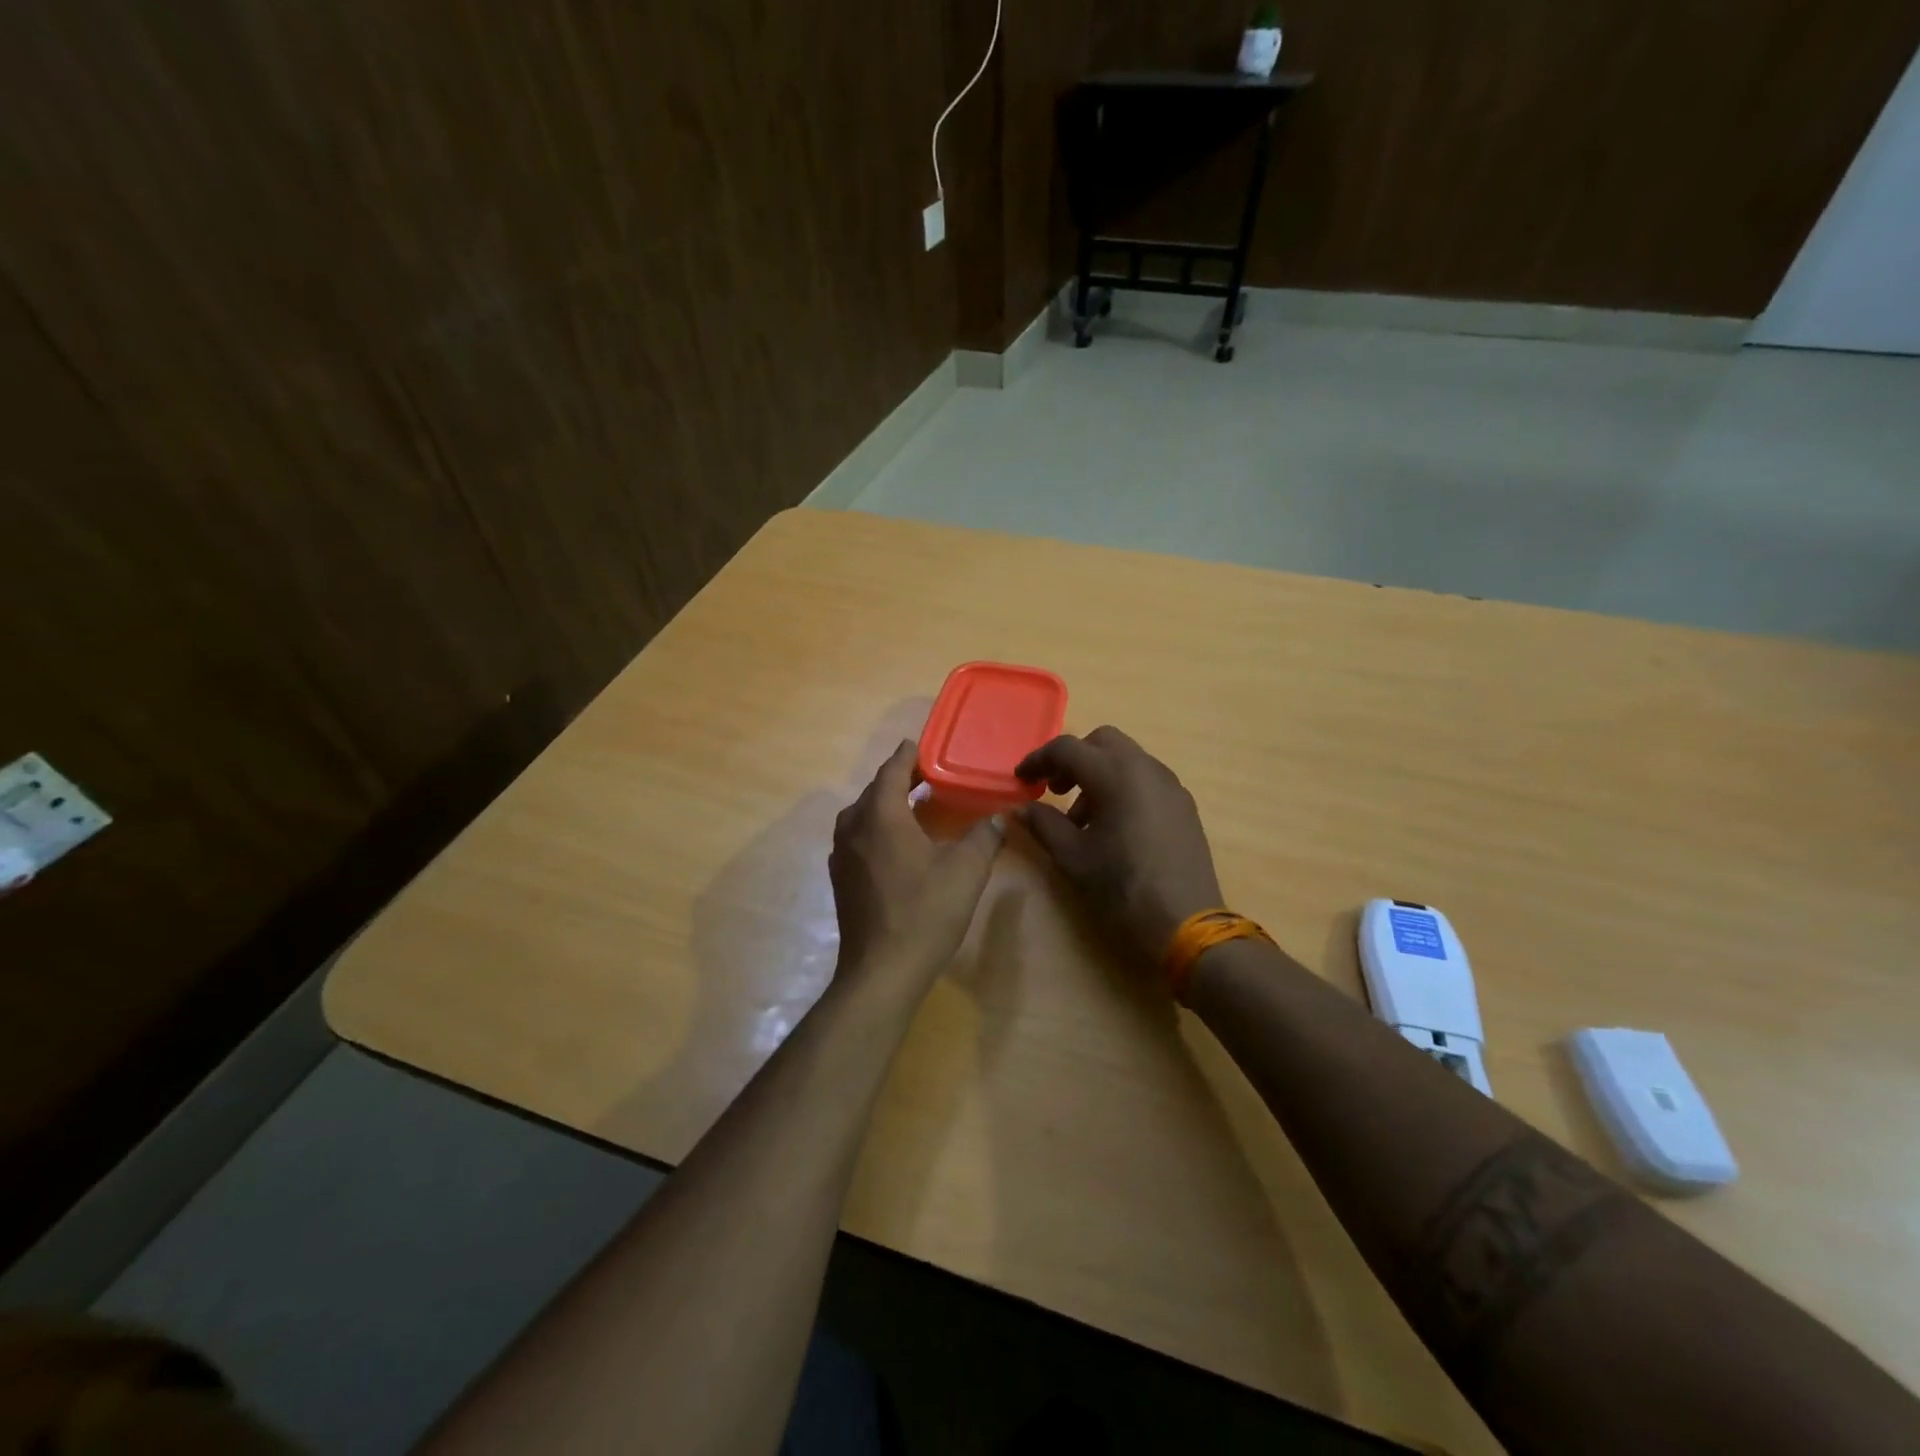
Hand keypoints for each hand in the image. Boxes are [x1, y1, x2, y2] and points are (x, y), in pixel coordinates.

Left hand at [830, 740, 1005, 998]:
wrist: (881, 971)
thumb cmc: (924, 913)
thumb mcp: (966, 871)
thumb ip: (985, 837)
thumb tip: (1000, 817)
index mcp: (880, 816)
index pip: (892, 770)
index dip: (908, 755)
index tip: (922, 746)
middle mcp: (853, 828)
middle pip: (875, 791)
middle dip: (899, 779)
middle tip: (928, 775)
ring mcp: (842, 855)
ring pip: (863, 815)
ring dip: (886, 804)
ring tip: (915, 806)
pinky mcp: (841, 879)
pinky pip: (858, 838)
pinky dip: (877, 828)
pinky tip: (898, 845)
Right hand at [1016, 726, 1224, 962]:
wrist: (1185, 923)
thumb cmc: (1122, 887)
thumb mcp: (1072, 857)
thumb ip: (1043, 824)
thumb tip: (1021, 807)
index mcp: (1116, 774)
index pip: (1067, 748)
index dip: (1038, 760)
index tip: (1021, 780)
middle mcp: (1146, 768)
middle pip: (1102, 742)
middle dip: (1073, 759)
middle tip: (1055, 790)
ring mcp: (1170, 785)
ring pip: (1126, 759)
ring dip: (1098, 774)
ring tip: (1083, 819)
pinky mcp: (1184, 805)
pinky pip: (1146, 779)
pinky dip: (1122, 787)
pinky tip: (1114, 827)